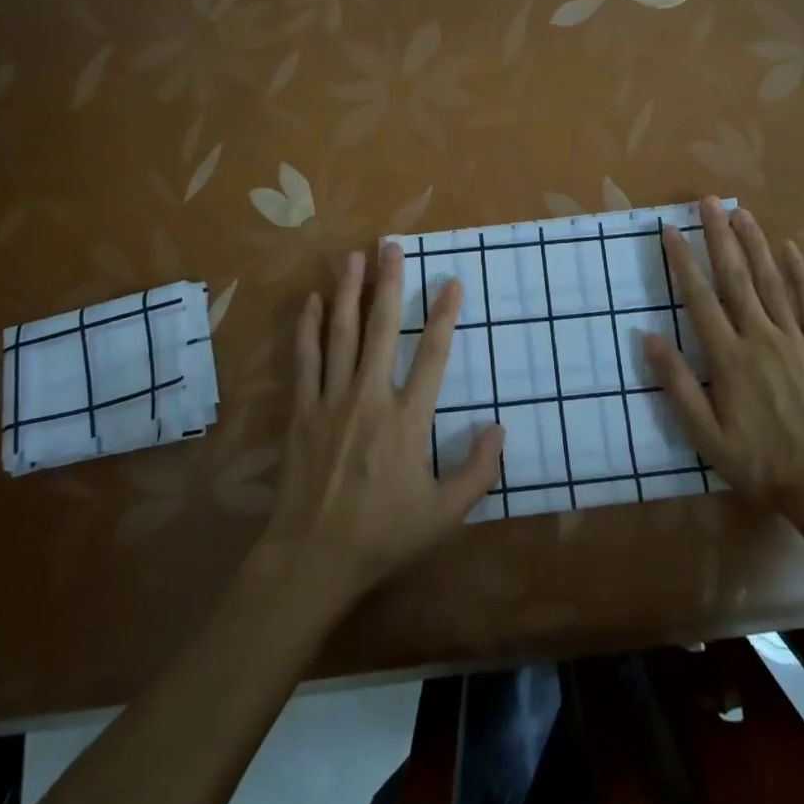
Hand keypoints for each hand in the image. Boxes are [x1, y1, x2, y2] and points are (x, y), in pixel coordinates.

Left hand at [259, 242, 503, 603]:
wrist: (313, 557)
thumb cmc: (384, 534)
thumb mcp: (444, 513)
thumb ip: (478, 471)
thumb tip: (500, 428)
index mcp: (408, 419)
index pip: (433, 355)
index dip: (444, 316)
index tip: (451, 282)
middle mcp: (370, 397)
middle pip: (382, 328)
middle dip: (388, 283)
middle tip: (391, 246)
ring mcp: (332, 400)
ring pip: (341, 334)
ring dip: (348, 293)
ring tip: (352, 257)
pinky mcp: (303, 410)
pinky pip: (306, 359)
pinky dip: (309, 328)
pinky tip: (311, 302)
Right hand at [643, 198, 803, 506]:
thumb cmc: (760, 462)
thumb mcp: (705, 436)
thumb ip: (676, 385)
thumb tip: (648, 337)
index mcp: (728, 358)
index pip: (699, 298)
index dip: (683, 261)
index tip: (670, 230)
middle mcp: (760, 337)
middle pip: (736, 277)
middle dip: (719, 236)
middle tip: (708, 202)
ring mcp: (796, 339)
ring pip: (772, 280)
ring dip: (755, 244)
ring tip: (741, 212)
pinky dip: (801, 273)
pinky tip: (791, 249)